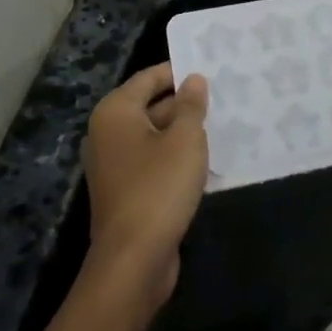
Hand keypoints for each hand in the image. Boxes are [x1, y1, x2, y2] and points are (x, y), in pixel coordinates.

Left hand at [82, 63, 208, 302]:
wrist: (133, 261)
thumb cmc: (159, 188)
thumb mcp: (185, 140)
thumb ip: (191, 105)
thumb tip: (194, 79)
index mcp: (116, 112)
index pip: (150, 77)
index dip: (180, 72)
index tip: (212, 70)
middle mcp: (108, 133)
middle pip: (151, 105)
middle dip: (185, 103)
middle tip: (223, 97)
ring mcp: (114, 164)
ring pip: (154, 135)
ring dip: (183, 132)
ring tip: (221, 124)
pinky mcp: (125, 190)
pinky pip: (153, 161)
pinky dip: (175, 157)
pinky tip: (205, 160)